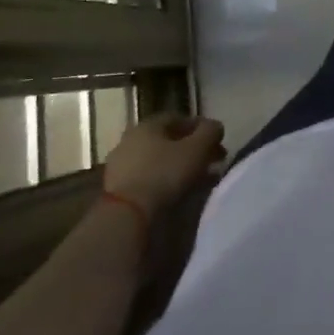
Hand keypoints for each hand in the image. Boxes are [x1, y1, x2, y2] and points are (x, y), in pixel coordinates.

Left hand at [101, 116, 226, 219]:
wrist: (126, 216)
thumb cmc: (164, 174)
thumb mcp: (197, 149)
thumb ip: (210, 132)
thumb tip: (215, 127)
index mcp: (148, 125)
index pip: (179, 118)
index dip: (201, 128)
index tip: (217, 142)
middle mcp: (130, 139)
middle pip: (167, 140)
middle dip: (191, 149)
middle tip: (210, 161)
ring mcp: (120, 165)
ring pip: (157, 161)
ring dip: (178, 167)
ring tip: (198, 181)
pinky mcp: (116, 189)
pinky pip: (147, 179)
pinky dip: (164, 182)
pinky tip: (177, 193)